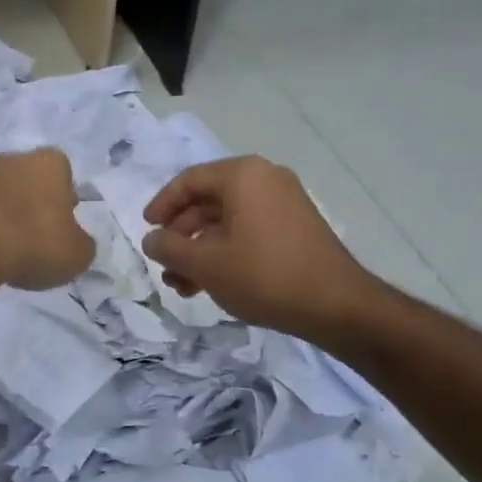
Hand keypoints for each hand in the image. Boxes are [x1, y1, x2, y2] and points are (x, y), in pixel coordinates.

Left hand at [0, 148, 95, 290]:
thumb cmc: (35, 242)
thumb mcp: (78, 254)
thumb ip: (83, 243)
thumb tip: (75, 241)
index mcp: (50, 161)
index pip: (66, 174)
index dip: (67, 201)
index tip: (65, 226)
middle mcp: (15, 159)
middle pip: (35, 183)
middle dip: (39, 206)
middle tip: (42, 239)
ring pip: (8, 197)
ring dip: (13, 218)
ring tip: (17, 252)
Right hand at [141, 156, 380, 340]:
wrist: (335, 305)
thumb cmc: (262, 274)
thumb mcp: (204, 263)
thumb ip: (169, 248)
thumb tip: (151, 240)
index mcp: (243, 175)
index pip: (189, 181)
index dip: (162, 205)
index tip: (147, 230)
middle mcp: (265, 179)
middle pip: (207, 202)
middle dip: (181, 236)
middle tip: (165, 265)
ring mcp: (284, 203)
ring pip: (226, 221)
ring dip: (200, 251)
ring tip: (183, 286)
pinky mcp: (294, 228)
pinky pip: (247, 231)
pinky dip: (225, 252)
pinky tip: (211, 284)